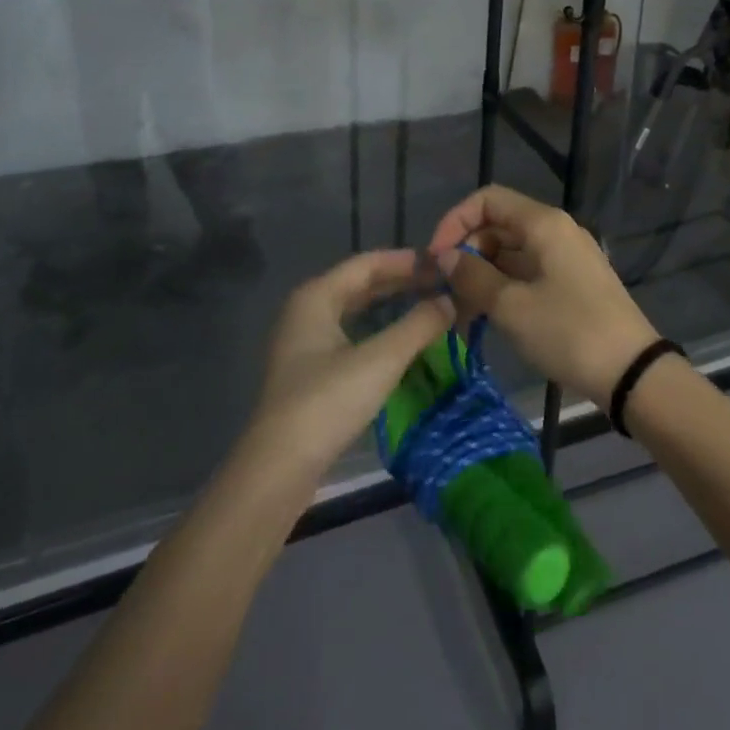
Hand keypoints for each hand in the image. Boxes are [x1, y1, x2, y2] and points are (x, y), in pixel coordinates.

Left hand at [248, 249, 455, 484]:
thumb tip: (451, 301)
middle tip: (443, 286)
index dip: (406, 260)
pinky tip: (404, 343)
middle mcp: (307, 311)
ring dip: (392, 308)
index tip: (443, 263)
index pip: (368, 263)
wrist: (278, 469)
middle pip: (361, 285)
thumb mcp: (381, 360)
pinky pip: (351, 336)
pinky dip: (379, 332)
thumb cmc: (327, 402)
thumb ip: (419, 325)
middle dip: (402, 283)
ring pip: (356, 312)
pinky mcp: (310, 372)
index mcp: (317, 296)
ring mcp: (305, 343)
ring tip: (430, 309)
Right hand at [427, 186, 659, 410]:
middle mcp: (556, 231)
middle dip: (467, 254)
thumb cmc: (569, 332)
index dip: (455, 222)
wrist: (632, 373)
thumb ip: (473, 276)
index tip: (437, 258)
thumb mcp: (512, 307)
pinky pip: (528, 273)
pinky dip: (504, 289)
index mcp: (543, 224)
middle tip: (445, 293)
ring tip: (460, 315)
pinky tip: (486, 319)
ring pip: (511, 254)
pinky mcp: (573, 283)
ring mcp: (567, 257)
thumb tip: (447, 257)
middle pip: (498, 226)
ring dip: (482, 277)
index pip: (487, 200)